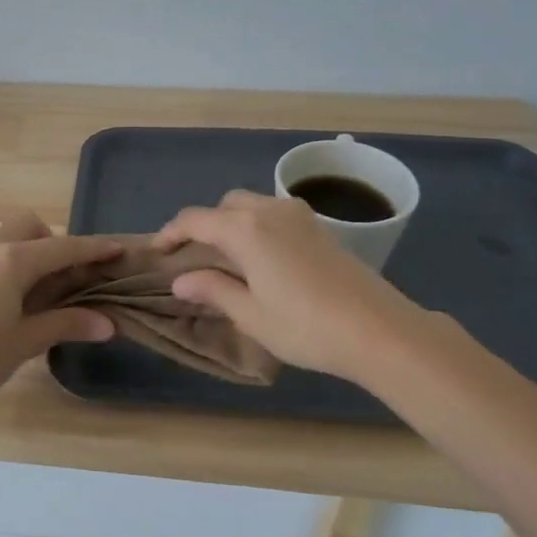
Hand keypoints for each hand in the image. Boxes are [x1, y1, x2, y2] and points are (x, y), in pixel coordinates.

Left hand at [0, 214, 120, 413]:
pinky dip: (4, 261)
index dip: (92, 248)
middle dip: (53, 243)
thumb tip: (108, 324)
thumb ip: (67, 324)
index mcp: (9, 260)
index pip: (61, 247)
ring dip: (27, 251)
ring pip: (5, 236)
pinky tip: (4, 296)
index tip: (117, 248)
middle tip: (63, 279)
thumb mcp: (25, 341)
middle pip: (29, 227)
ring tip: (33, 291)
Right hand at [153, 190, 427, 382]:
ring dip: (231, 223)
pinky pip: (274, 214)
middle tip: (192, 257)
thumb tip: (181, 281)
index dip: (171, 233)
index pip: (195, 220)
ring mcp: (299, 216)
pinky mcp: (320, 227)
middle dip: (203, 225)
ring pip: (251, 205)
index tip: (157, 252)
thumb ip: (213, 290)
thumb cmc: (306, 327)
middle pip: (224, 206)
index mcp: (245, 229)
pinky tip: (261, 258)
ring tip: (225, 258)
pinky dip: (256, 227)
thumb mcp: (251, 315)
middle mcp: (270, 211)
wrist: (380, 330)